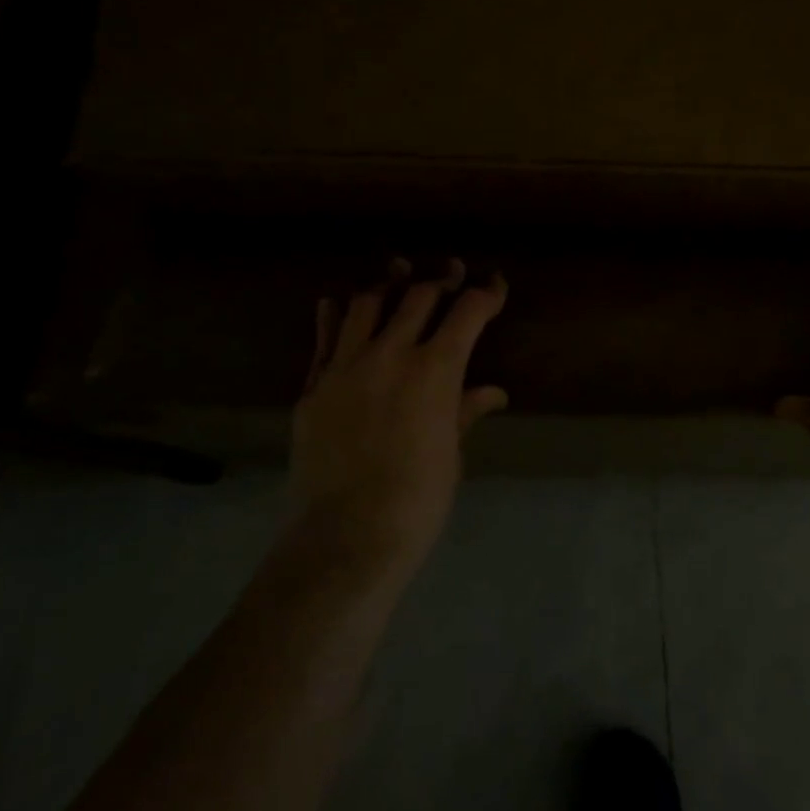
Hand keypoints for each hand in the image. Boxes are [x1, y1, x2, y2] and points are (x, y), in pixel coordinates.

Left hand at [288, 259, 508, 582]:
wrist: (345, 538)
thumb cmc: (417, 501)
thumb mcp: (451, 453)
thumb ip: (465, 411)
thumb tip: (491, 392)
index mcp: (436, 370)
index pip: (468, 312)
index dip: (486, 293)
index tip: (495, 284)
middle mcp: (391, 354)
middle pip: (418, 296)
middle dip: (441, 279)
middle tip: (452, 271)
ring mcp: (346, 366)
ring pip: (367, 304)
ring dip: (388, 283)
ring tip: (399, 271)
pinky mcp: (314, 386)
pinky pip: (325, 337)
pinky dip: (336, 313)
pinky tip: (339, 302)